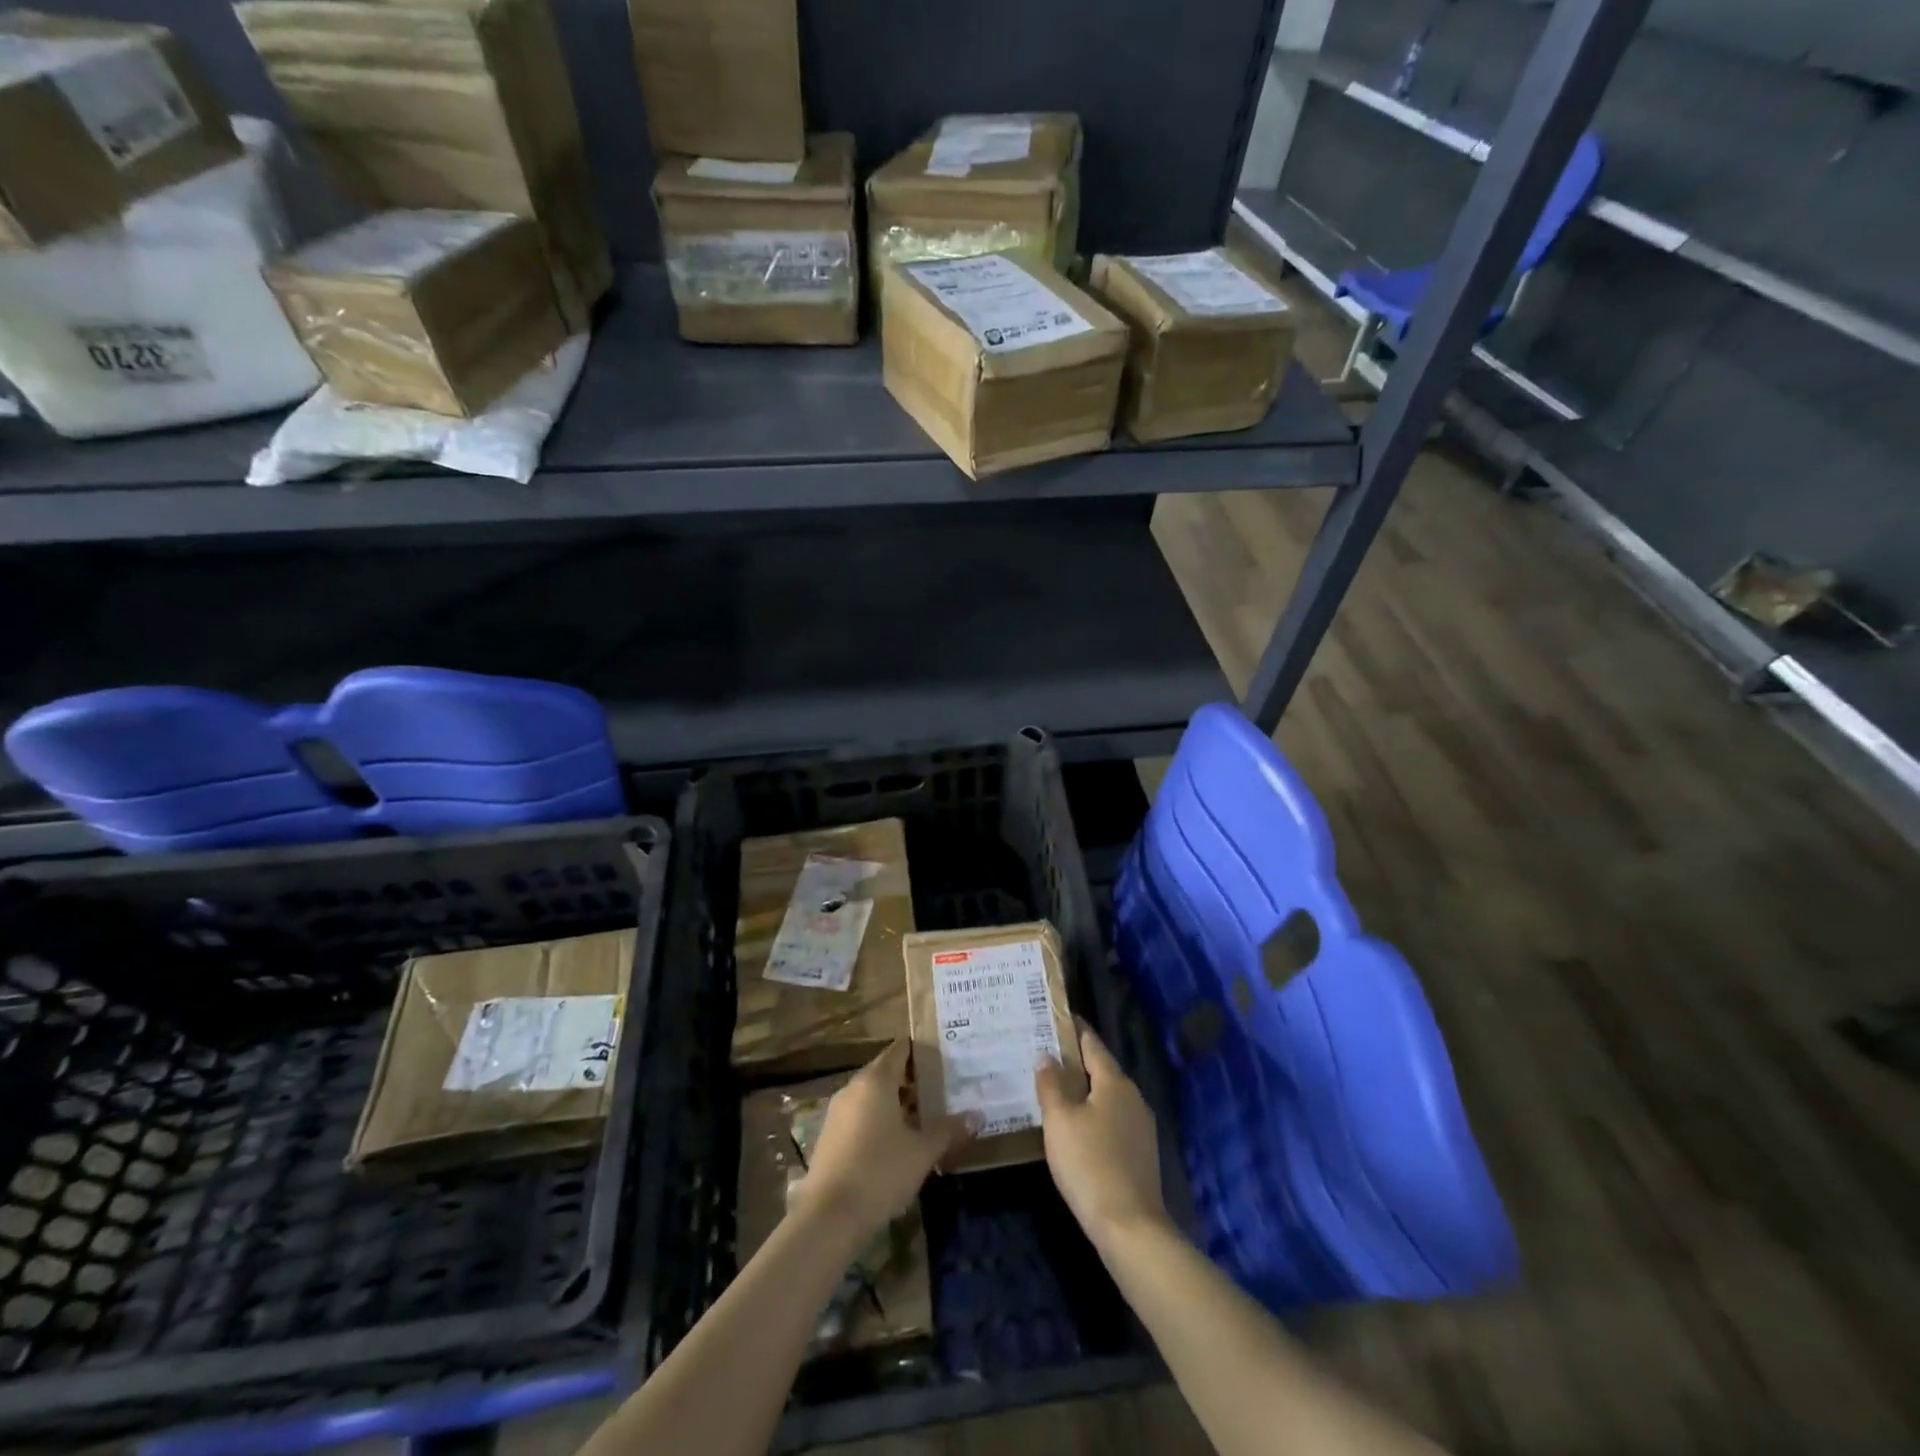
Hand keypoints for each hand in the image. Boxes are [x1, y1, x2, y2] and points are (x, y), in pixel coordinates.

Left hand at [791, 1040, 973, 1239]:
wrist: (828, 1217)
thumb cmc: (880, 1172)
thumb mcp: (922, 1152)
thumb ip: (948, 1130)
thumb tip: (977, 1115)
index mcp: (875, 1080)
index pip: (900, 1050)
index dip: (921, 1050)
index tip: (944, 1055)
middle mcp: (854, 1087)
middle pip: (886, 1072)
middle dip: (913, 1080)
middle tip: (942, 1089)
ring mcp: (837, 1112)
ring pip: (873, 1096)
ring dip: (896, 1102)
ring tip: (925, 1117)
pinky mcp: (830, 1136)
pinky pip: (860, 1115)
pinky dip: (879, 1119)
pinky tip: (898, 1142)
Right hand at [1036, 1021, 1168, 1249]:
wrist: (1130, 1228)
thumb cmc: (1090, 1164)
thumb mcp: (1060, 1121)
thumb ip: (1051, 1085)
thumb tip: (1046, 1056)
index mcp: (1115, 1082)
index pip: (1092, 1043)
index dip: (1073, 1029)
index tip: (1055, 1016)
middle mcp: (1132, 1097)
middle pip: (1100, 1069)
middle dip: (1074, 1061)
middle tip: (1044, 1054)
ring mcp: (1140, 1126)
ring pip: (1106, 1097)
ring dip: (1083, 1091)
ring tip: (1053, 1089)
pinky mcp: (1140, 1153)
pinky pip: (1111, 1120)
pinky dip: (1092, 1115)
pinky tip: (1074, 1127)